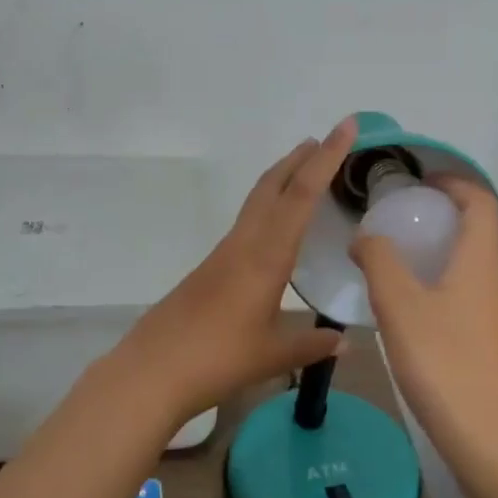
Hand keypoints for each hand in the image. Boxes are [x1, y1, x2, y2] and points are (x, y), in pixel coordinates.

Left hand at [105, 118, 359, 424]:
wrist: (151, 371)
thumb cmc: (217, 359)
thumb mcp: (273, 355)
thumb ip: (310, 344)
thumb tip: (344, 341)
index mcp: (266, 255)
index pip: (301, 194)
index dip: (326, 157)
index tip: (345, 127)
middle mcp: (244, 243)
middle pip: (273, 185)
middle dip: (301, 158)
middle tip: (326, 140)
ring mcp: (224, 253)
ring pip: (257, 201)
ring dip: (283, 179)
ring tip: (306, 172)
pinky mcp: (211, 267)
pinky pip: (248, 222)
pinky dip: (269, 207)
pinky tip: (276, 229)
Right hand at [349, 177, 497, 465]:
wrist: (485, 434)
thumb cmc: (441, 359)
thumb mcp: (397, 303)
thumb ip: (378, 260)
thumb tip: (366, 237)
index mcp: (481, 259)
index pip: (482, 202)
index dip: (455, 183)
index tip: (421, 182)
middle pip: (484, 230)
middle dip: (450, 215)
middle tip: (410, 220)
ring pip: (480, 263)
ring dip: (450, 249)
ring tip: (408, 259)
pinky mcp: (495, 339)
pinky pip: (475, 291)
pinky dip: (450, 280)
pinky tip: (418, 305)